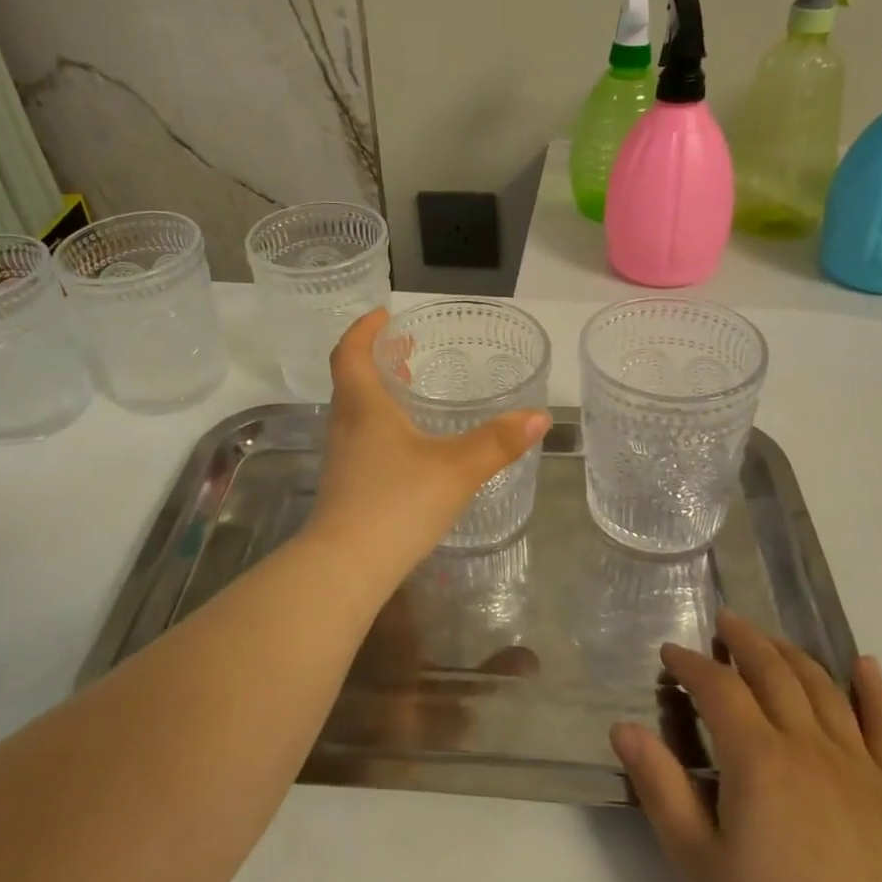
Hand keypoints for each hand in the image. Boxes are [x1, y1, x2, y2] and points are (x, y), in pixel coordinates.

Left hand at [301, 309, 549, 592]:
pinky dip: (380, 425)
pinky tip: (408, 447)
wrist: (345, 567)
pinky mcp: (346, 486)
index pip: (350, 353)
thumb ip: (498, 443)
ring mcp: (342, 458)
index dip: (364, 329)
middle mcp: (346, 426)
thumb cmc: (397, 504)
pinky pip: (360, 439)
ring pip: (355, 411)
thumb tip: (539, 417)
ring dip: (378, 393)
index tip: (384, 315)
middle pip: (352, 380)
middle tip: (404, 349)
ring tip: (410, 391)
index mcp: (364, 407)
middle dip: (376, 359)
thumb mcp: (457, 469)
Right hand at [612, 612, 881, 881]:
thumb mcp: (698, 866)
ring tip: (771, 640)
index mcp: (758, 759)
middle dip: (743, 641)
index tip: (670, 652)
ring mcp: (862, 766)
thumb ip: (660, 789)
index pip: (718, 688)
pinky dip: (875, 689)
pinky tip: (864, 665)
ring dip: (793, 654)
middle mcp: (809, 746)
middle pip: (773, 672)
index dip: (691, 663)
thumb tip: (624, 726)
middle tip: (724, 622)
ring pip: (823, 688)